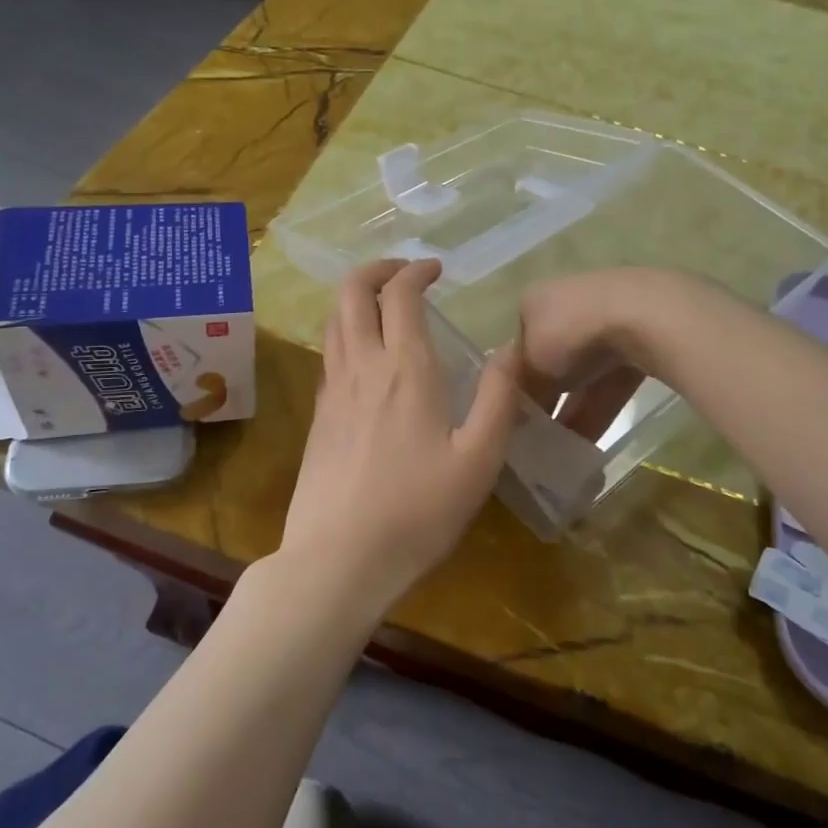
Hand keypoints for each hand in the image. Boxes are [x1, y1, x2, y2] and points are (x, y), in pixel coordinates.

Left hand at [280, 259, 521, 613]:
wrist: (338, 559)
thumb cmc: (417, 512)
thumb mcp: (478, 460)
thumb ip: (498, 398)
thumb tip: (510, 349)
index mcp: (405, 369)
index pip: (400, 294)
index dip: (415, 270)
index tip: (435, 269)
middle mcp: (362, 367)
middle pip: (351, 292)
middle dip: (375, 269)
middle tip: (403, 273)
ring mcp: (332, 390)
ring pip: (333, 320)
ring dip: (356, 298)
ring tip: (383, 305)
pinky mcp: (318, 416)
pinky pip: (328, 353)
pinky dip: (345, 332)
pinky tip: (366, 357)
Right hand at [517, 268, 703, 439]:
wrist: (644, 316)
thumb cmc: (571, 334)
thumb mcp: (530, 366)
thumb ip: (521, 390)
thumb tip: (515, 413)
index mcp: (534, 302)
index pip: (518, 347)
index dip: (515, 383)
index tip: (514, 416)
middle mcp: (567, 304)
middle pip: (551, 361)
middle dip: (546, 399)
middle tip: (537, 438)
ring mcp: (607, 320)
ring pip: (584, 375)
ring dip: (573, 410)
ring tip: (562, 450)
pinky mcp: (640, 340)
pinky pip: (612, 382)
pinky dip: (600, 409)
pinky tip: (590, 443)